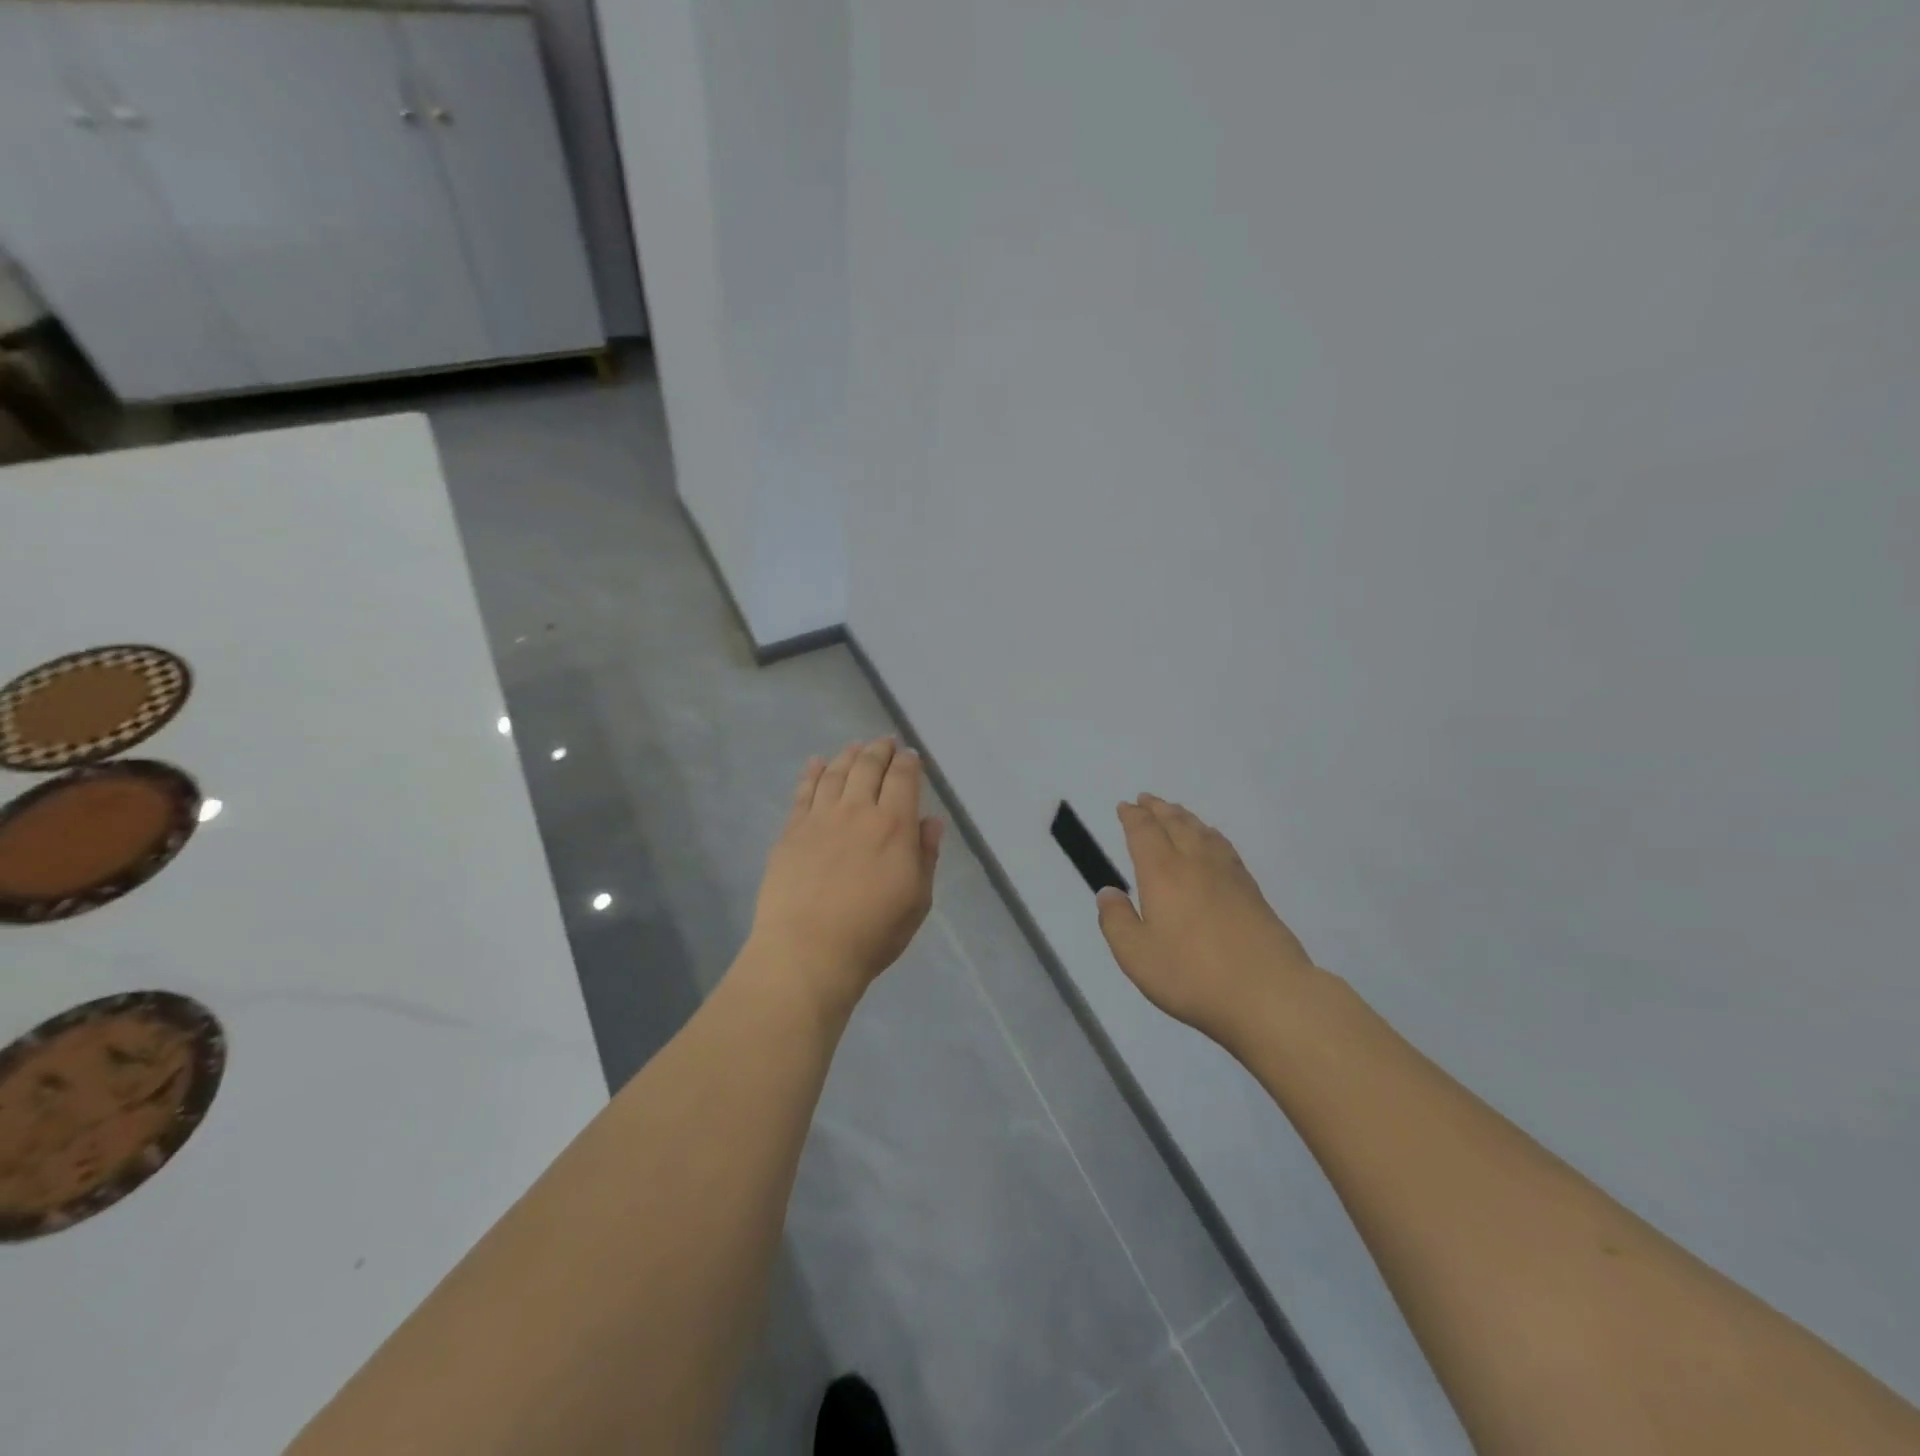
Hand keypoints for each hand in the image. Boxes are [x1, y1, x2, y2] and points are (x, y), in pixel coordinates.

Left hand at [747, 738, 944, 1014]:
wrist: (808, 951)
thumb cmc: (872, 933)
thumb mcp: (917, 900)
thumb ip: (925, 856)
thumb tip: (930, 822)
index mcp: (894, 826)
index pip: (903, 779)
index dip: (908, 762)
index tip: (910, 755)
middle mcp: (857, 811)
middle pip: (868, 767)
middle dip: (879, 750)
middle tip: (884, 742)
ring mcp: (820, 818)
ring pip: (836, 772)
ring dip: (848, 755)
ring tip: (855, 746)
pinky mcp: (791, 831)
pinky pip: (803, 792)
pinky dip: (812, 772)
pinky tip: (816, 763)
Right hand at [1096, 795, 1318, 1046]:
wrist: (1268, 993)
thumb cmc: (1192, 975)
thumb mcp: (1137, 955)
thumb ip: (1117, 921)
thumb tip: (1108, 892)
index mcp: (1162, 873)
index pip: (1144, 832)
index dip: (1133, 817)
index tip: (1124, 806)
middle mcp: (1194, 863)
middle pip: (1175, 823)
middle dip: (1158, 809)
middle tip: (1146, 799)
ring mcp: (1228, 874)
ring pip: (1202, 831)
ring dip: (1184, 817)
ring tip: (1175, 812)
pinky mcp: (1251, 890)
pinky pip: (1224, 846)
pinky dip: (1210, 834)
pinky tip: (1212, 840)